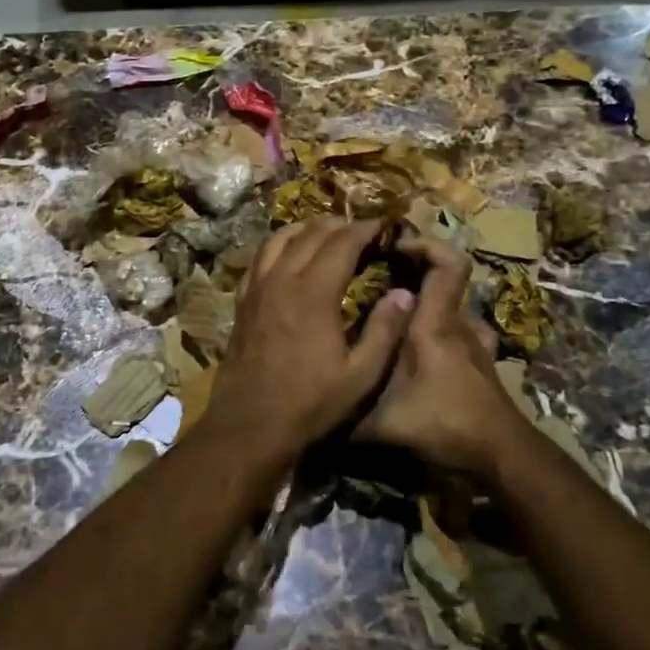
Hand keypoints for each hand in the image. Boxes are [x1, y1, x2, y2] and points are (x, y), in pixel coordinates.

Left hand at [204, 218, 414, 454]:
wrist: (249, 425)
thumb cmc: (310, 403)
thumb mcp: (360, 375)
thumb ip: (385, 330)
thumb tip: (406, 293)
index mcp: (313, 292)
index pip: (342, 242)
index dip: (365, 229)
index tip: (384, 226)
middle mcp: (282, 279)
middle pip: (311, 233)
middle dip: (340, 225)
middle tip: (362, 231)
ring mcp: (257, 288)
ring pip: (280, 238)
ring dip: (307, 229)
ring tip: (328, 232)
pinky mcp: (243, 301)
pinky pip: (259, 258)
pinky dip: (279, 245)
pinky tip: (288, 254)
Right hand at [354, 236, 526, 477]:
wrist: (503, 460)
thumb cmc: (445, 426)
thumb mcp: (383, 424)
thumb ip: (347, 415)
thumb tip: (310, 409)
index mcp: (435, 325)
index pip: (447, 264)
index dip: (425, 245)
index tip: (393, 247)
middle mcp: (460, 327)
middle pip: (446, 283)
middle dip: (414, 277)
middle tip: (379, 287)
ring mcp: (478, 347)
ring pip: (454, 312)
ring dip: (430, 310)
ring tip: (397, 324)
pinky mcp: (484, 369)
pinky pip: (464, 338)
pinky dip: (445, 338)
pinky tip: (424, 357)